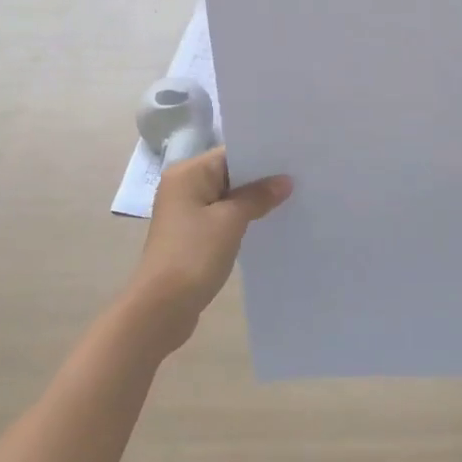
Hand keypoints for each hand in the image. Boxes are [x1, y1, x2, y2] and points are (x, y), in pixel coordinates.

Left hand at [126, 148, 291, 349]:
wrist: (162, 307)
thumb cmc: (194, 254)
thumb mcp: (231, 221)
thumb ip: (258, 197)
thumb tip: (284, 181)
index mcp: (187, 174)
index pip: (230, 154)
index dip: (261, 157)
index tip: (293, 160)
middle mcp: (183, 187)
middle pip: (229, 174)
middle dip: (260, 179)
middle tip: (299, 179)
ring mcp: (186, 213)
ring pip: (227, 197)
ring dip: (252, 201)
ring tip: (291, 200)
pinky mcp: (191, 236)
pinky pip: (222, 218)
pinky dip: (242, 219)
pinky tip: (267, 223)